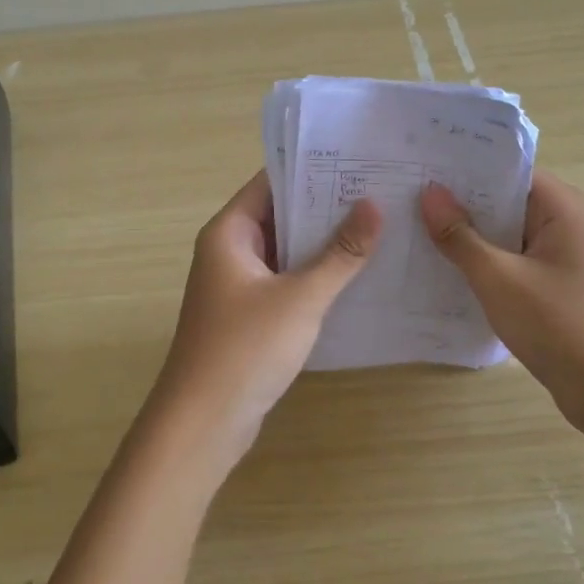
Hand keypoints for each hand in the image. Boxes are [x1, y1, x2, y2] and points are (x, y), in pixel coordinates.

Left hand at [148, 169, 381, 471]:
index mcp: (229, 233)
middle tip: (380, 190)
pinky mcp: (250, 316)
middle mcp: (229, 251)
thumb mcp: (300, 297)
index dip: (313, 169)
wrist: (202, 424)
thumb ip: (340, 253)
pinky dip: (315, 275)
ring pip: (286, 251)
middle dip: (326, 206)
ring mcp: (239, 285)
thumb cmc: (245, 349)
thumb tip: (375, 204)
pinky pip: (286, 281)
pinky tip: (356, 275)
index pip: (272, 182)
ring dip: (324, 243)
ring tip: (378, 225)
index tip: (359, 159)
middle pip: (281, 215)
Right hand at [420, 172, 583, 440]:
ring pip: (501, 234)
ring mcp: (555, 256)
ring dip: (464, 235)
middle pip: (500, 200)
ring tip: (408, 227)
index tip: (417, 166)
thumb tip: (429, 193)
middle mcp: (560, 222)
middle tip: (399, 196)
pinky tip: (438, 270)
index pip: (503, 169)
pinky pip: (507, 262)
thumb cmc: (561, 325)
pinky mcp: (548, 286)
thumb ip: (461, 236)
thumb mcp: (500, 279)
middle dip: (455, 201)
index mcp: (559, 206)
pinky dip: (478, 264)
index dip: (461, 167)